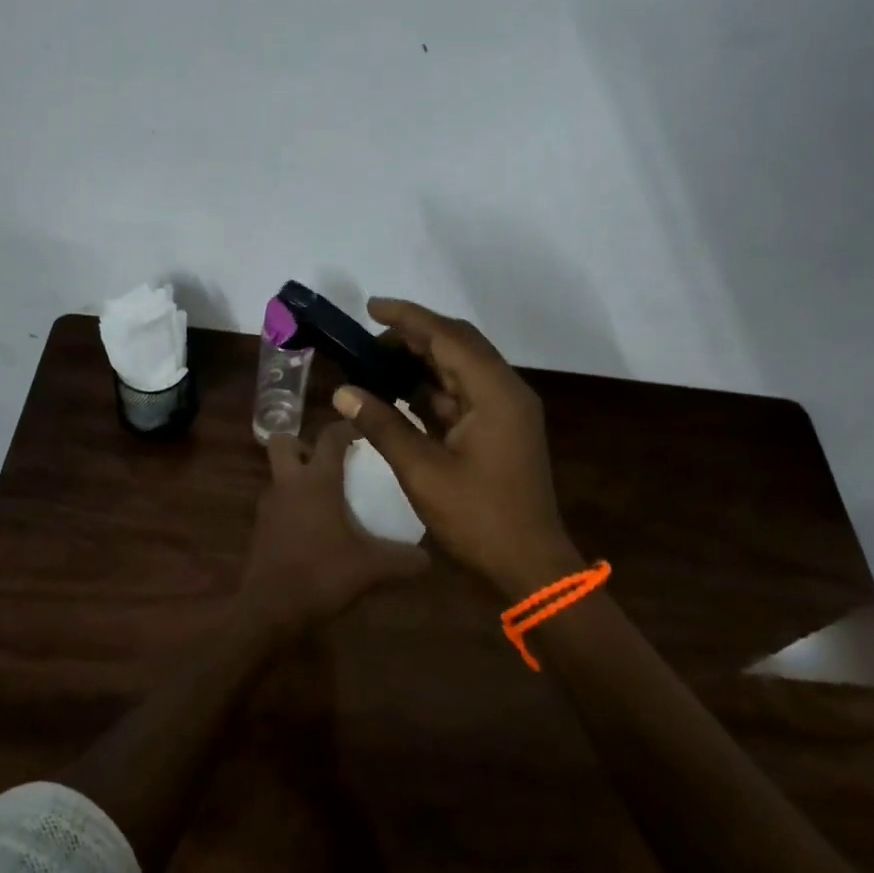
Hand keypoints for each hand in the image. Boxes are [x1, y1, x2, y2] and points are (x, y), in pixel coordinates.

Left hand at [239, 421, 430, 633]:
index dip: (347, 427)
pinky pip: (277, 502)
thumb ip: (402, 560)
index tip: (364, 430)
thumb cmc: (321, 574)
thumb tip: (428, 558)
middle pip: (285, 442)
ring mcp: (269, 505)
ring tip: (325, 495)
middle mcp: (289, 483)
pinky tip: (312, 527)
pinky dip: (291, 505)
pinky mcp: (260, 528)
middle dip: (304, 444)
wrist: (268, 609)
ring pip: (278, 473)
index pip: (330, 436)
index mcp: (316, 480)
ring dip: (296, 476)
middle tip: (330, 462)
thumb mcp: (371, 568)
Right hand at [333, 298, 582, 598]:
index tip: (370, 307)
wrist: (530, 565)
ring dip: (421, 362)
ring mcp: (505, 410)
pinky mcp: (500, 429)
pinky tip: (399, 392)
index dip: (407, 318)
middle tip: (369, 338)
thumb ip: (383, 425)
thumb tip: (343, 392)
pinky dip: (431, 389)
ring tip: (376, 362)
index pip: (447, 337)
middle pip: (457, 345)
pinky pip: (462, 394)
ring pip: (459, 369)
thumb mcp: (423, 471)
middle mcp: (505, 391)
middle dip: (413, 336)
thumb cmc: (479, 518)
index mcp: (495, 392)